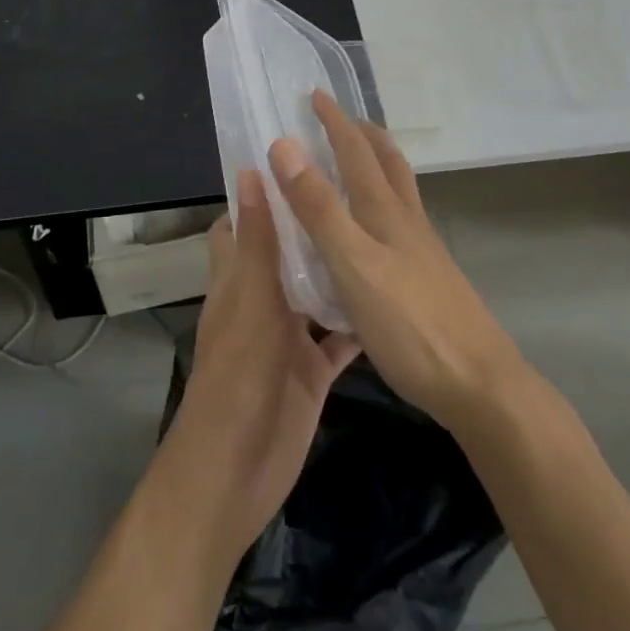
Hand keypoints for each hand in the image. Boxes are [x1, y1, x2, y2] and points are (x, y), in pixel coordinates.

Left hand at [162, 174, 359, 562]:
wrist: (236, 472)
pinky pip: (338, 338)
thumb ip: (256, 240)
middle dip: (310, 225)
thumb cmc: (239, 375)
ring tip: (379, 228)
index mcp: (238, 278)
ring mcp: (288, 336)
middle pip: (285, 252)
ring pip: (315, 291)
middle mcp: (262, 300)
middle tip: (354, 186)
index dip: (261, 192)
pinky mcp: (313, 369)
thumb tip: (249, 171)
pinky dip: (359, 321)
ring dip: (338, 268)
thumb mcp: (251, 299)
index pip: (242, 223)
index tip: (296, 158)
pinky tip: (392, 297)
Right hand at [268, 91, 524, 435]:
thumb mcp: (352, 264)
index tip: (316, 94)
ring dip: (379, 164)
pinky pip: (402, 222)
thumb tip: (285, 145)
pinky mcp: (429, 278)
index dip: (334, 121)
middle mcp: (406, 221)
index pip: (355, 151)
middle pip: (387, 163)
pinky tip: (378, 230)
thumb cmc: (409, 324)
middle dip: (363, 135)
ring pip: (399, 191)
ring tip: (362, 160)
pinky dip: (385, 203)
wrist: (479, 384)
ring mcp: (422, 250)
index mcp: (385, 211)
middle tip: (343, 119)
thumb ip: (319, 208)